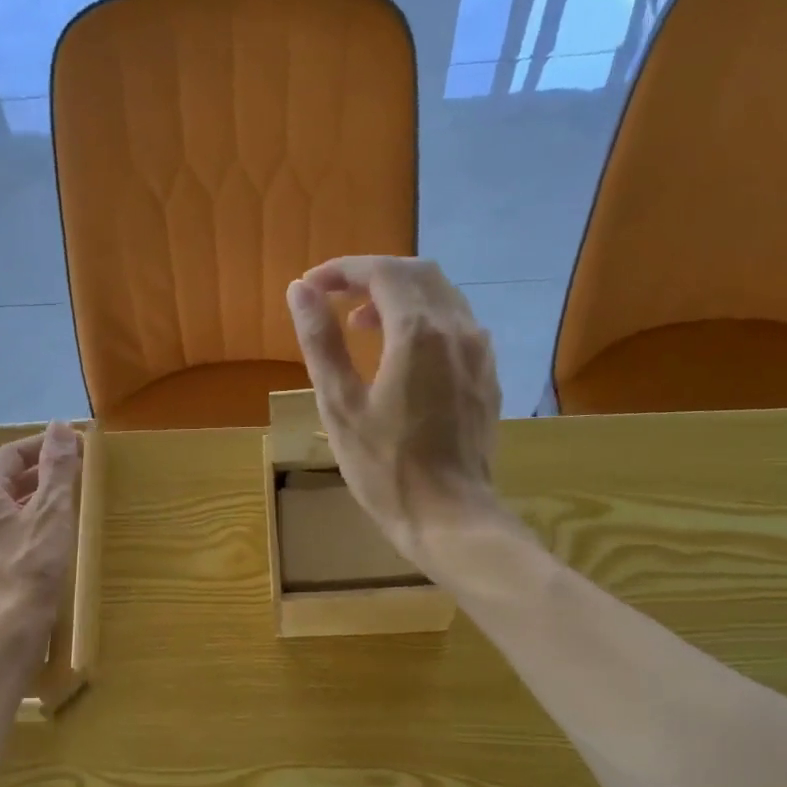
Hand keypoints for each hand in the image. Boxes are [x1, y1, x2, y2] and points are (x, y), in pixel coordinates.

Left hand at [0, 421, 81, 637]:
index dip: (42, 445)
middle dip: (41, 472)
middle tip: (76, 472)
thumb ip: (58, 468)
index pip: (11, 455)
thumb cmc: (30, 566)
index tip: (73, 444)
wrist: (5, 630)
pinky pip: (8, 533)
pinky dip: (31, 525)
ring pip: (7, 509)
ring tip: (69, 502)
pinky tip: (52, 539)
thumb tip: (60, 426)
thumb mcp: (51, 511)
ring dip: (37, 500)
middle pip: (6, 481)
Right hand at [286, 256, 503, 571]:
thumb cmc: (385, 468)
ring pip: (442, 296)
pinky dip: (424, 320)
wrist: (449, 515)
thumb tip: (300, 291)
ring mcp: (479, 351)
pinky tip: (402, 355)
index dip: (343, 270)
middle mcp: (457, 328)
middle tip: (334, 302)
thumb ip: (321, 342)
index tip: (311, 287)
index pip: (381, 272)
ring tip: (363, 326)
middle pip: (417, 273)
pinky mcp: (487, 375)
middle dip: (372, 277)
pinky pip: (457, 324)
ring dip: (399, 296)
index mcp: (417, 331)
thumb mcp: (340, 406)